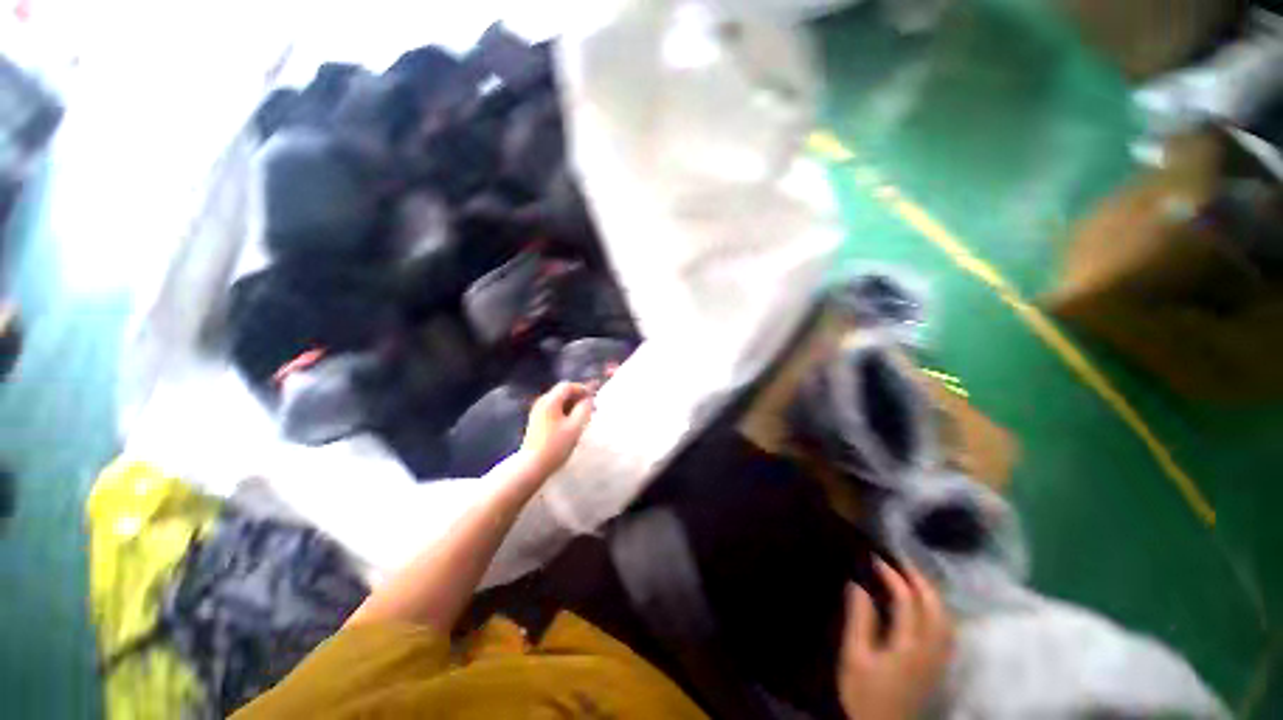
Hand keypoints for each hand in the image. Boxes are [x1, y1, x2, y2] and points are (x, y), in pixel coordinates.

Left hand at [518, 382, 594, 477]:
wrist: (532, 466)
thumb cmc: (556, 445)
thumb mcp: (575, 426)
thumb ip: (584, 409)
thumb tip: (589, 398)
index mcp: (550, 401)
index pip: (568, 386)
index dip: (583, 389)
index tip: (594, 398)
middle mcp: (542, 403)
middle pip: (563, 393)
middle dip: (579, 398)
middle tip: (592, 409)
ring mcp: (538, 412)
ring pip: (559, 403)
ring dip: (573, 406)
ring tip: (585, 417)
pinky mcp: (537, 422)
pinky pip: (554, 411)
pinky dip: (565, 413)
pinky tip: (573, 424)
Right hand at [837, 560, 953, 719]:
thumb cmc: (864, 694)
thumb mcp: (854, 657)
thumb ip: (859, 621)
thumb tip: (857, 585)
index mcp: (909, 646)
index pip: (907, 602)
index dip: (893, 577)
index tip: (876, 559)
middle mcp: (931, 650)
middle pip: (936, 608)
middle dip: (920, 580)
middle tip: (901, 560)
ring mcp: (939, 660)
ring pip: (946, 620)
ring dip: (932, 594)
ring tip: (914, 578)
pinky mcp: (939, 668)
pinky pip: (946, 631)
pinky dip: (938, 611)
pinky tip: (927, 608)